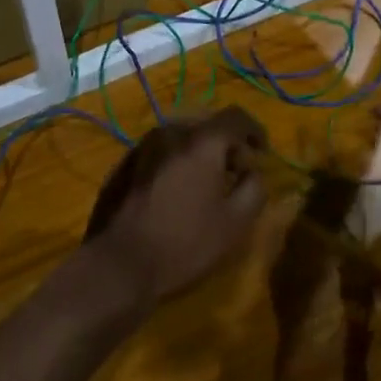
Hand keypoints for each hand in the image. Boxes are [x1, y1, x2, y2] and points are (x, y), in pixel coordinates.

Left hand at [85, 108, 269, 308]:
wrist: (118, 264)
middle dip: (226, 142)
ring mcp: (141, 147)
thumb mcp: (235, 223)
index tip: (262, 153)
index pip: (236, 117)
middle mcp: (169, 133)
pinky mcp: (123, 164)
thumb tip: (252, 172)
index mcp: (200, 142)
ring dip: (198, 151)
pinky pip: (159, 151)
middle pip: (206, 124)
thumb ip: (254, 188)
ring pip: (180, 136)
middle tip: (235, 171)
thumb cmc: (184, 243)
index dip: (255, 131)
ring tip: (205, 182)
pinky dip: (175, 161)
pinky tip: (175, 191)